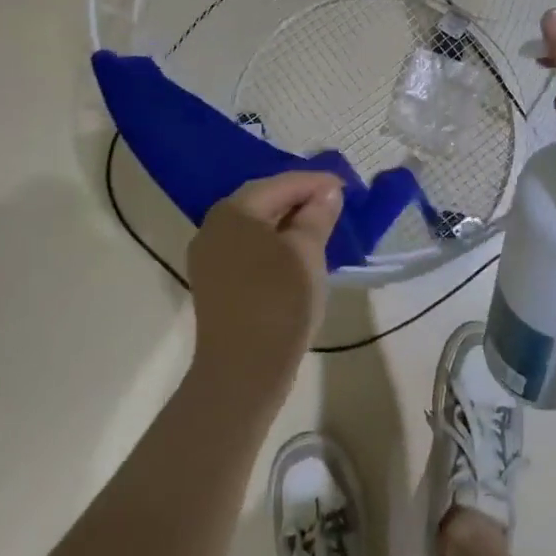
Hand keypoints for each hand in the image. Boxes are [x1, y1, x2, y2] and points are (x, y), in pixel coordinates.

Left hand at [187, 172, 343, 412]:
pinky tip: (296, 251)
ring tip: (320, 225)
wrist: (242, 372)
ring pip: (254, 225)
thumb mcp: (307, 253)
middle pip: (263, 200)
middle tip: (334, 203)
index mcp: (234, 211)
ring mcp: (209, 256)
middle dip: (300, 199)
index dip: (316, 183)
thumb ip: (317, 216)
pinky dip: (273, 242)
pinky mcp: (214, 281)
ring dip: (287, 221)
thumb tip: (327, 193)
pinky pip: (247, 247)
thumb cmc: (278, 301)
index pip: (281, 184)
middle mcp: (214, 226)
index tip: (346, 188)